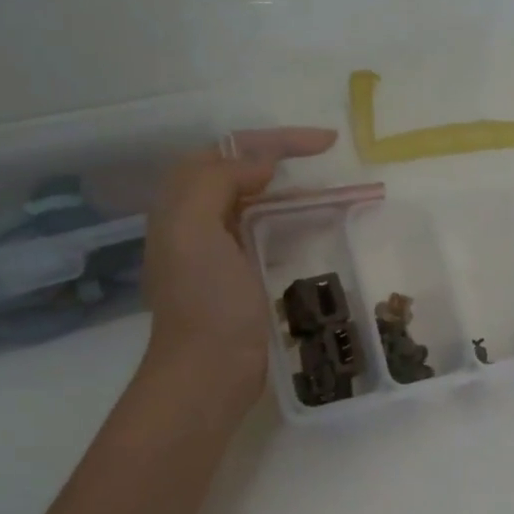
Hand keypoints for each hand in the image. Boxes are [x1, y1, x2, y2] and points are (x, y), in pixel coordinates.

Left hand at [140, 127, 337, 410]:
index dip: (275, 140)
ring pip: (258, 202)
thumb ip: (218, 181)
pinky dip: (292, 221)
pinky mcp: (240, 276)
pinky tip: (316, 228)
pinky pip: (267, 233)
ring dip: (293, 190)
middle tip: (330, 158)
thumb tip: (260, 162)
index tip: (325, 143)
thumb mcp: (195, 229)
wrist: (207, 373)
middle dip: (284, 159)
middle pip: (242, 172)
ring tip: (332, 192)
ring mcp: (218, 251)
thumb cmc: (205, 301)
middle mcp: (195, 221)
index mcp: (181, 204)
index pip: (228, 152)